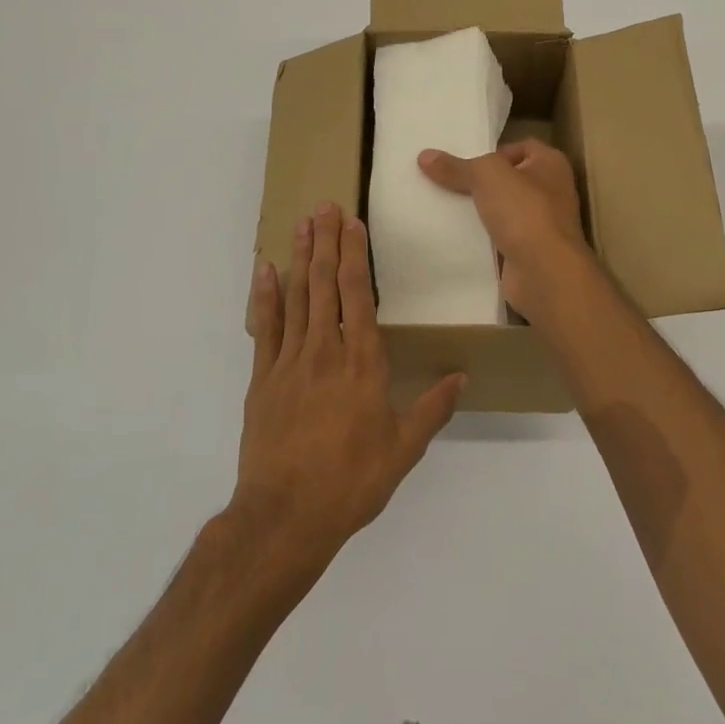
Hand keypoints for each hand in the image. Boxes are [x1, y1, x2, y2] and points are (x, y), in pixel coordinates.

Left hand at [236, 203, 466, 567]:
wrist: (285, 517)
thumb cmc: (351, 481)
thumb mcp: (403, 449)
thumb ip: (432, 408)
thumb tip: (461, 376)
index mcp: (362, 362)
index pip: (357, 295)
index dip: (354, 256)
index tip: (352, 224)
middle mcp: (325, 350)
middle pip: (324, 284)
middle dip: (325, 242)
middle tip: (324, 206)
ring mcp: (289, 361)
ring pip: (296, 297)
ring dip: (299, 257)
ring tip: (301, 223)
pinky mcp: (263, 379)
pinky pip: (265, 327)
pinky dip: (266, 296)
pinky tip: (266, 270)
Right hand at [417, 139, 590, 320]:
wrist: (544, 273)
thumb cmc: (524, 211)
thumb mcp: (486, 176)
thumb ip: (456, 166)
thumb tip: (425, 156)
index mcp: (551, 164)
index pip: (522, 147)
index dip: (494, 152)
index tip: (465, 163)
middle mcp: (551, 192)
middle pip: (508, 180)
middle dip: (479, 182)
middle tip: (445, 182)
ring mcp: (542, 225)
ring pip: (502, 210)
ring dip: (478, 211)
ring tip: (442, 207)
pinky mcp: (528, 252)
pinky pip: (499, 238)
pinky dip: (480, 238)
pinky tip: (453, 236)